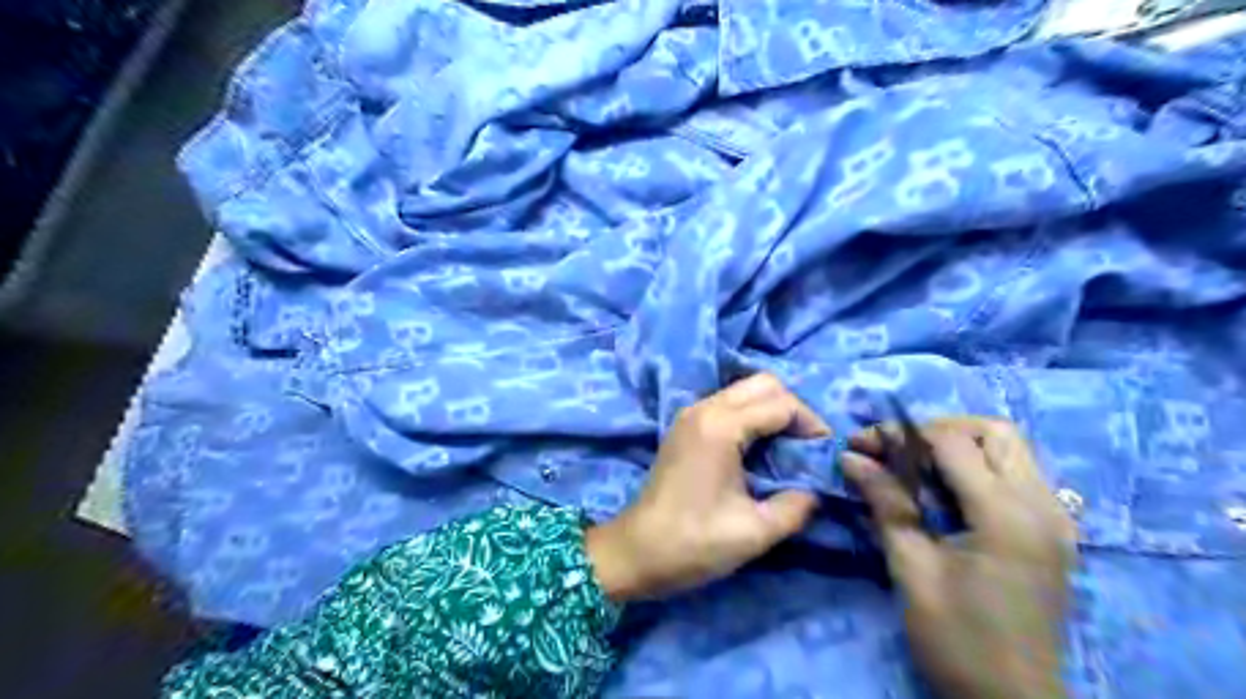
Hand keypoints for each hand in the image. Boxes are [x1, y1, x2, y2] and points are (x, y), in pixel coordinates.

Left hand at [590, 376, 830, 601]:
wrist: (635, 552)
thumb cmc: (693, 543)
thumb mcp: (755, 532)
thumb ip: (797, 506)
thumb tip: (816, 490)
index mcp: (721, 426)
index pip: (781, 403)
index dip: (812, 424)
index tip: (826, 454)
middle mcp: (704, 408)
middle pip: (763, 384)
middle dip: (793, 409)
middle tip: (808, 447)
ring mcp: (690, 415)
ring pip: (744, 391)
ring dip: (772, 411)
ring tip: (788, 450)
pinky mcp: (685, 427)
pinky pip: (728, 405)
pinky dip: (752, 417)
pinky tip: (760, 451)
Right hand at [842, 415, 1075, 698]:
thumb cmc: (957, 640)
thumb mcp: (912, 569)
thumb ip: (886, 504)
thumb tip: (850, 458)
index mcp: (1006, 516)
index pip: (952, 443)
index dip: (901, 435)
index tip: (862, 445)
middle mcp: (1042, 505)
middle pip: (994, 431)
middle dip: (938, 430)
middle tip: (897, 453)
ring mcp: (1055, 518)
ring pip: (1011, 447)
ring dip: (961, 444)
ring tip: (918, 468)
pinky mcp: (1054, 531)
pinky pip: (1019, 473)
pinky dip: (980, 466)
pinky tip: (949, 491)